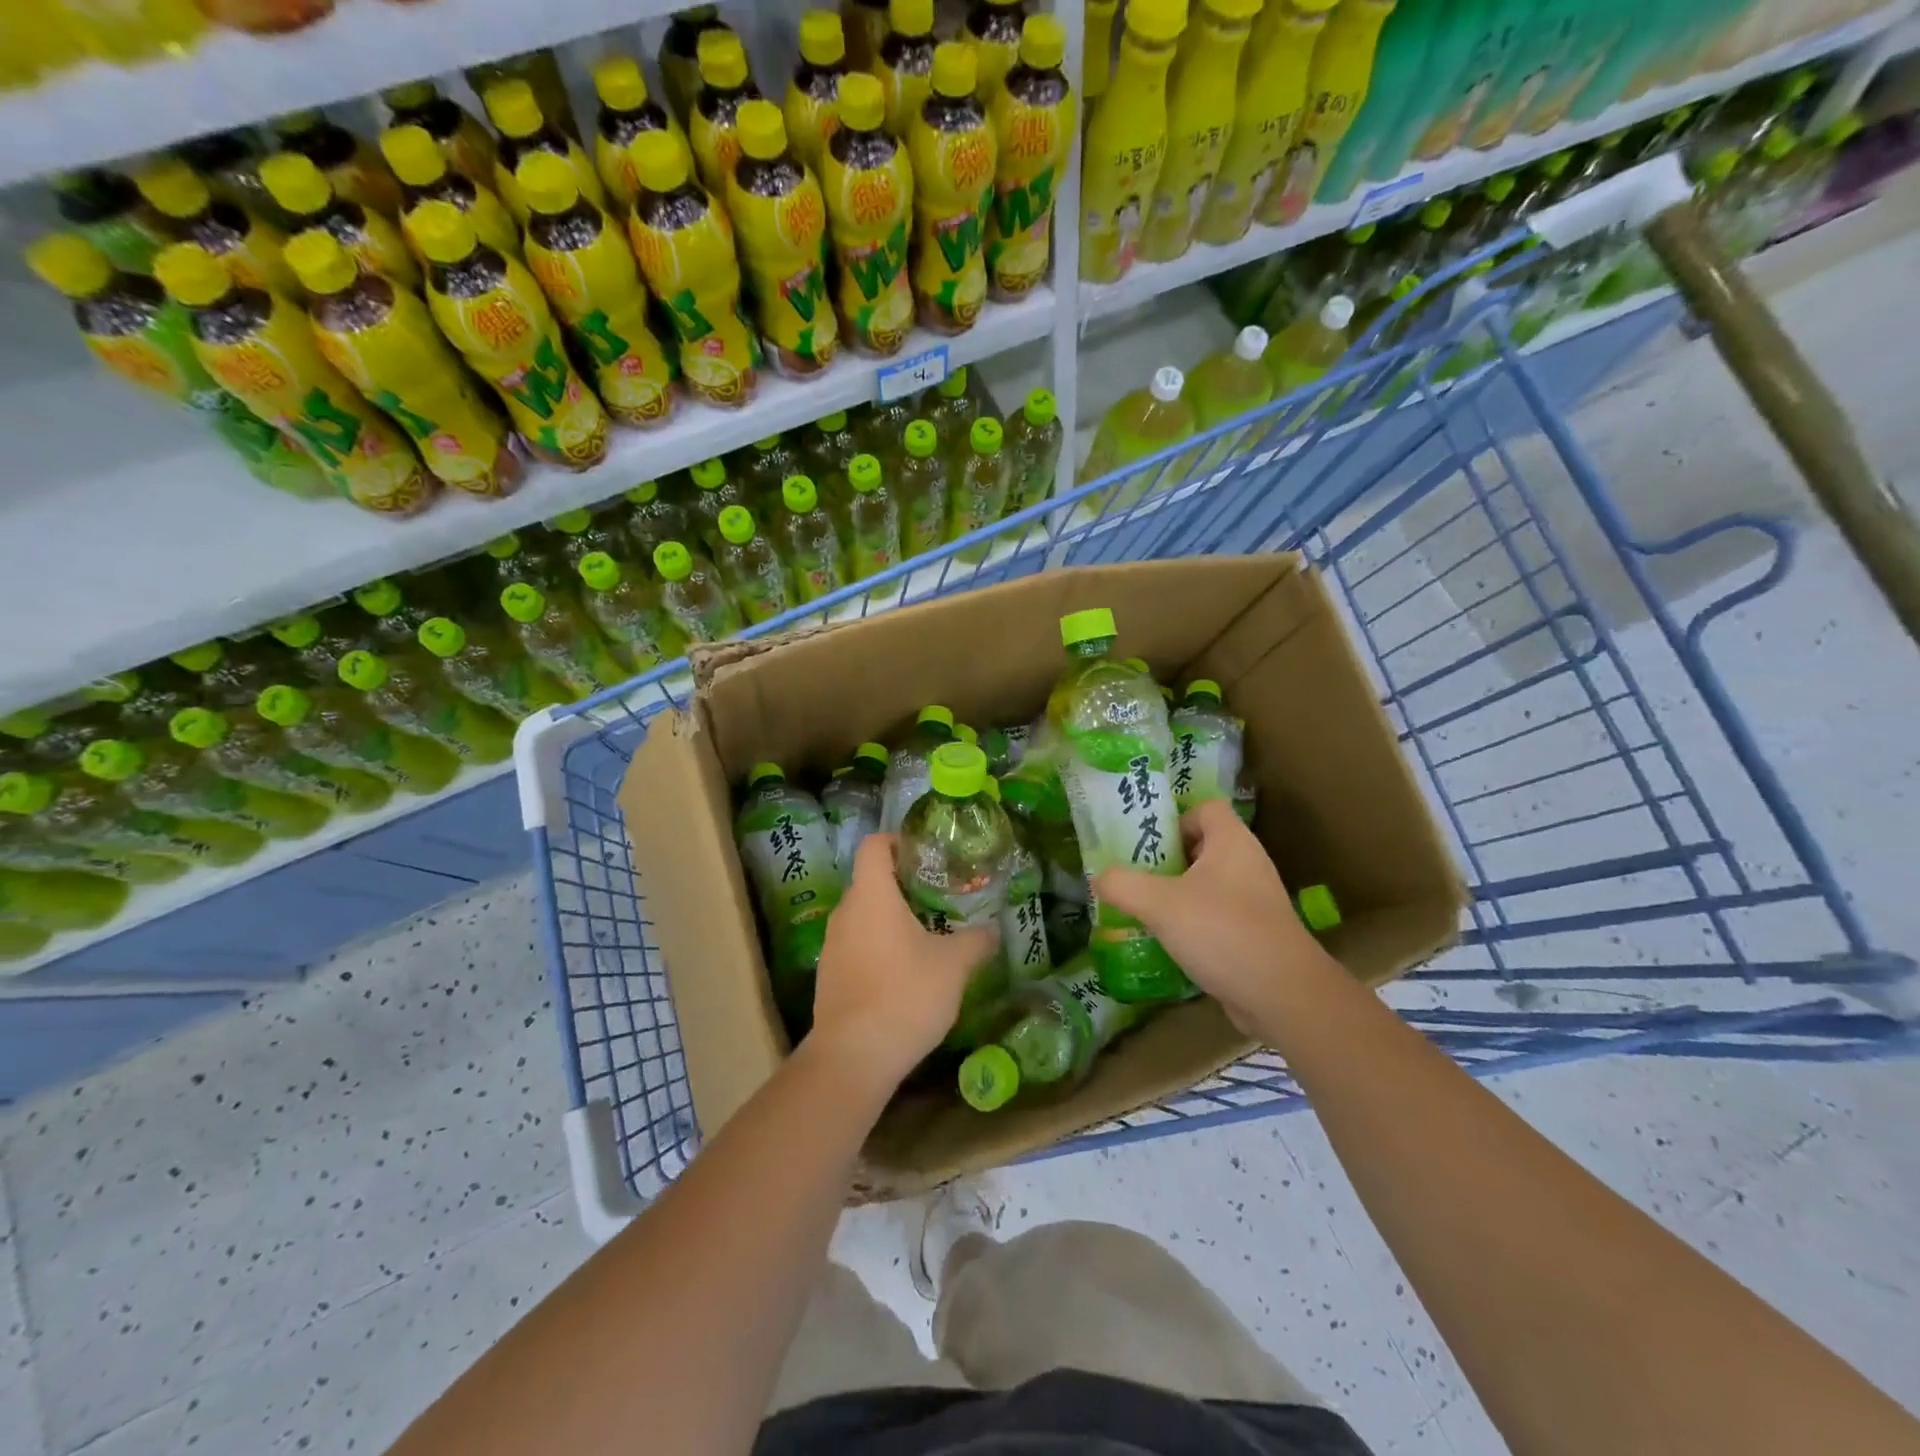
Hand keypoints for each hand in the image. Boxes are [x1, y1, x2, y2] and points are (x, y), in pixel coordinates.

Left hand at [807, 833, 998, 1089]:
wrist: (854, 1056)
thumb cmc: (905, 995)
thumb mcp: (954, 966)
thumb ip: (976, 941)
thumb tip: (993, 929)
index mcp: (871, 896)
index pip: (874, 845)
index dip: (898, 840)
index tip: (925, 855)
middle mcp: (845, 912)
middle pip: (870, 880)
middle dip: (903, 884)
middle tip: (938, 897)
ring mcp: (833, 945)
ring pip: (863, 915)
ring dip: (891, 918)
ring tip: (926, 935)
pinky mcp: (829, 975)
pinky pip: (856, 944)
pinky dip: (878, 945)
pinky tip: (904, 972)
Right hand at [1095, 799, 1335, 1036]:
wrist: (1282, 995)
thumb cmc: (1221, 931)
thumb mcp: (1159, 904)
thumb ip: (1122, 885)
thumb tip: (1098, 877)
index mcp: (1232, 842)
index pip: (1205, 808)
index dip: (1176, 819)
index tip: (1147, 844)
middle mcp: (1248, 863)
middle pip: (1203, 846)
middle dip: (1168, 860)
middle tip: (1135, 876)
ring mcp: (1256, 900)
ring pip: (1209, 884)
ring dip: (1178, 894)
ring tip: (1145, 909)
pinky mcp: (1257, 933)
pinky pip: (1218, 916)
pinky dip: (1195, 924)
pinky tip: (1170, 942)